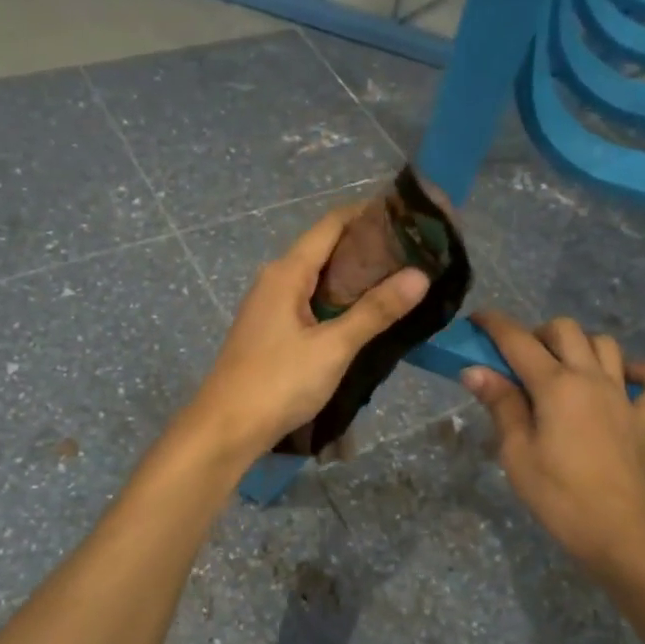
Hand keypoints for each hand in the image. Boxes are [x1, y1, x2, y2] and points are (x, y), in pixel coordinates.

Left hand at [187, 203, 428, 461]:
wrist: (225, 429)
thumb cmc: (278, 383)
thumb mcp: (333, 348)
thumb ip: (375, 311)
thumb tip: (419, 275)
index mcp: (287, 272)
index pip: (331, 225)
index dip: (367, 214)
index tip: (408, 216)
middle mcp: (276, 280)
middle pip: (326, 249)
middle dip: (368, 248)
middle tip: (416, 253)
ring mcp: (271, 306)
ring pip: (319, 279)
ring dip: (355, 278)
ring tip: (400, 280)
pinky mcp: (272, 331)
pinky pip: (311, 302)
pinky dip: (339, 301)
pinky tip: (365, 315)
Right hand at [461, 310, 644, 587]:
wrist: (623, 535)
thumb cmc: (560, 497)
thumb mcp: (517, 454)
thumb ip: (501, 405)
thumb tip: (475, 370)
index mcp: (556, 385)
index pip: (519, 341)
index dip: (495, 324)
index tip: (477, 319)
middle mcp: (591, 378)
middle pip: (566, 330)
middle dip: (538, 333)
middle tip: (519, 361)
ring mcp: (624, 397)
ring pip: (606, 345)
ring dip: (581, 345)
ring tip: (562, 368)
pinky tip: (626, 379)